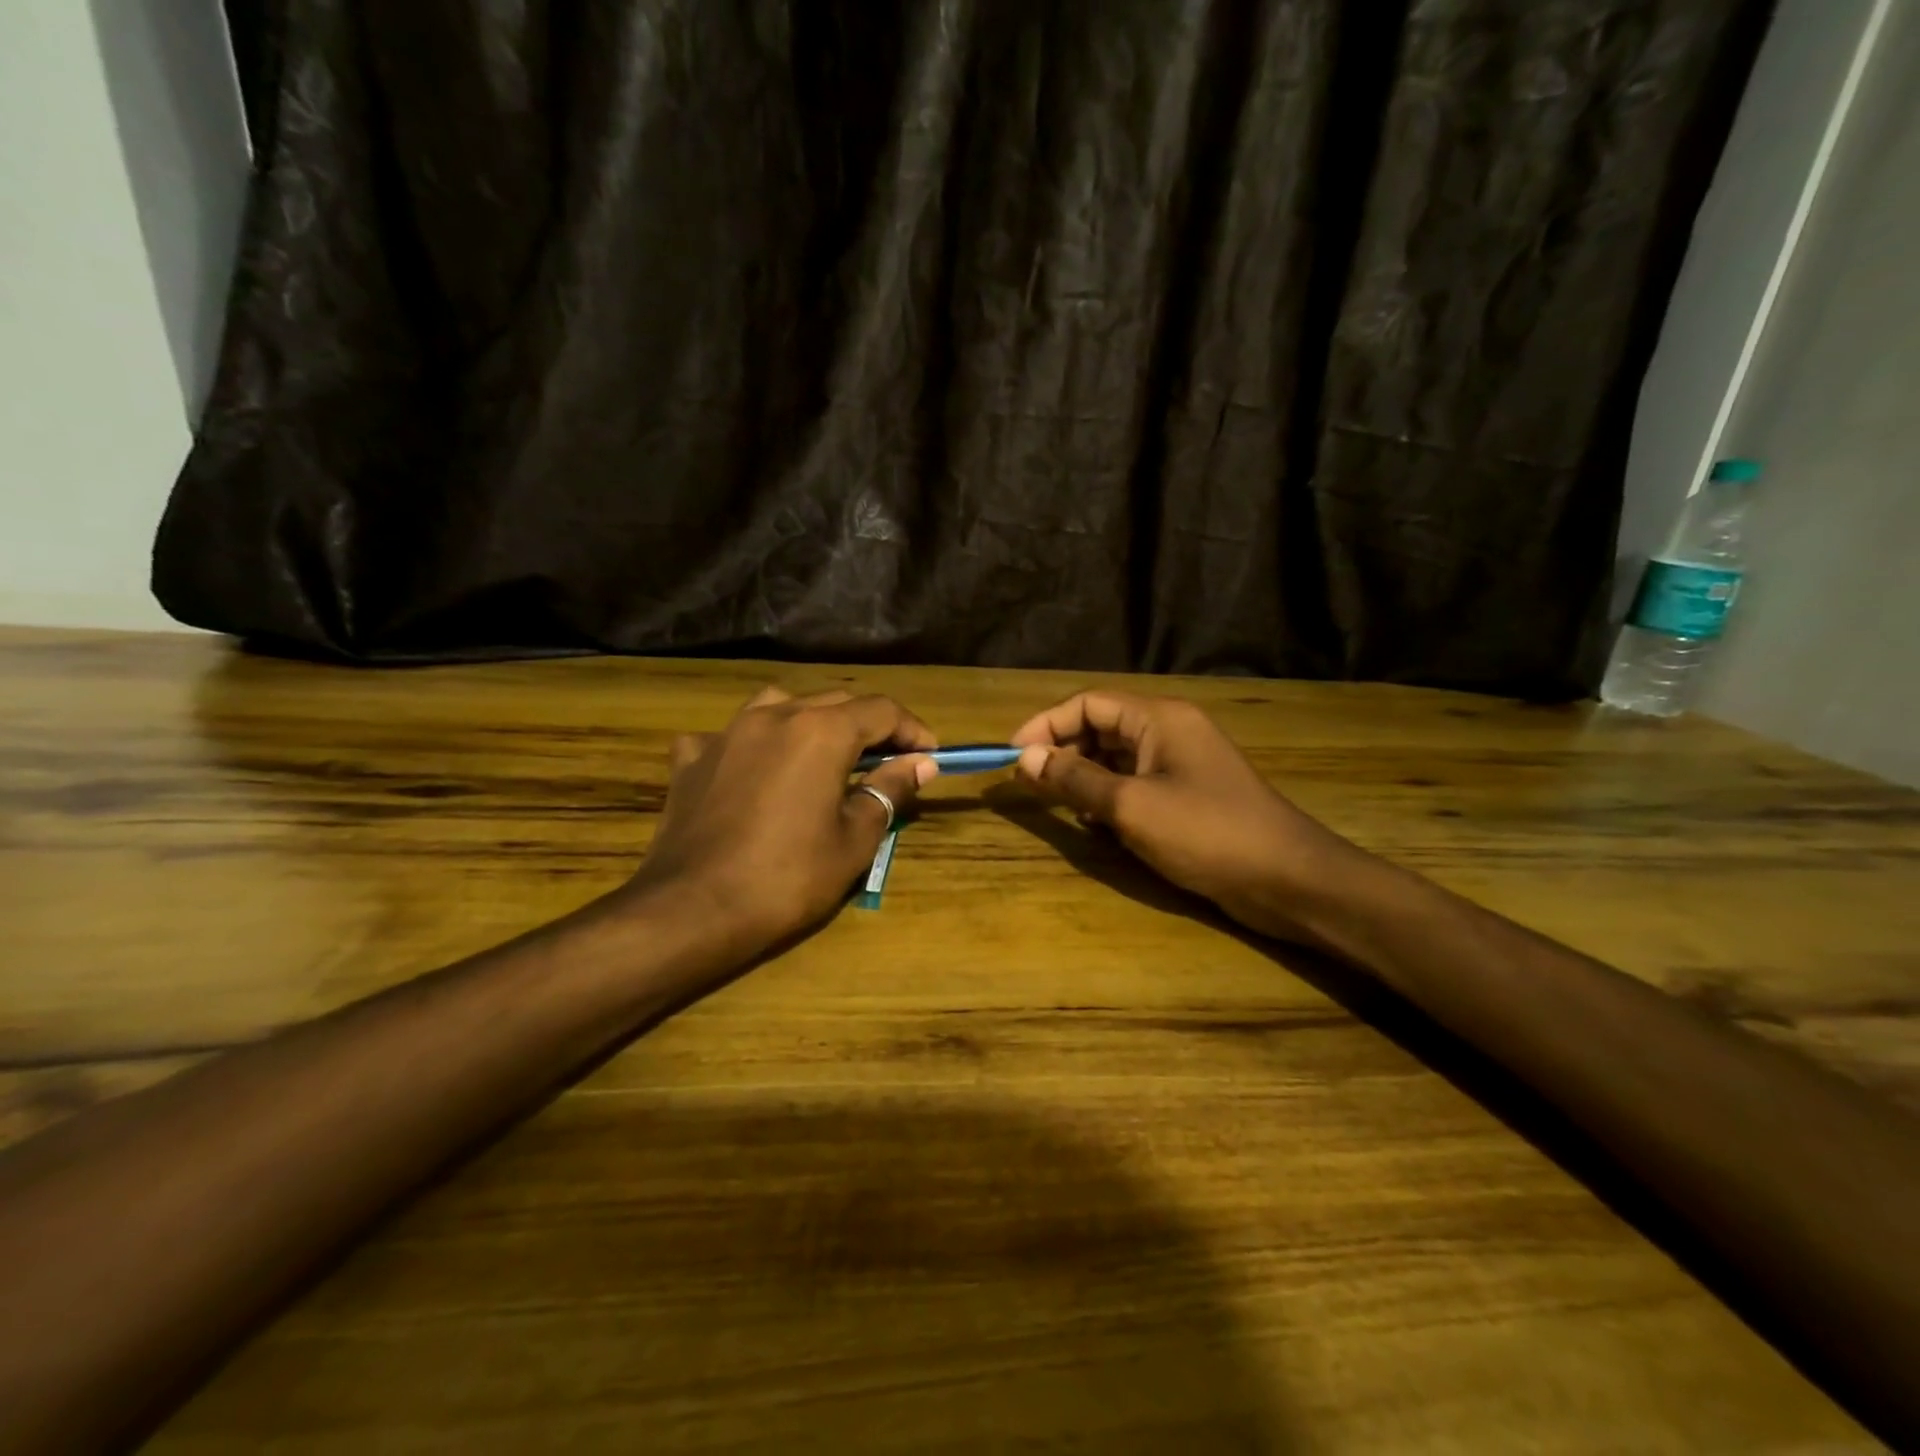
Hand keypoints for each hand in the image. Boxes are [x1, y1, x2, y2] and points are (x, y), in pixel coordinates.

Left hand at [621, 687, 937, 957]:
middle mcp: (774, 716)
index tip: (929, 756)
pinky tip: (751, 769)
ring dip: (810, 721)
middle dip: (869, 726)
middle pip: (835, 702)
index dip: (912, 730)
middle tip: (889, 761)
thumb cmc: (788, 878)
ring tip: (822, 754)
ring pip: (780, 705)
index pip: (881, 711)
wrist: (694, 910)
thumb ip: (889, 790)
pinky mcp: (691, 759)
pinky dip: (750, 745)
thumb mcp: (854, 839)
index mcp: (821, 732)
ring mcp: (726, 733)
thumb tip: (922, 764)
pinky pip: (727, 735)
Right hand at [1011, 692, 1376, 942]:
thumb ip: (1075, 779)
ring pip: (1116, 758)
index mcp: (1158, 718)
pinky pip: (1134, 784)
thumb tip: (1025, 758)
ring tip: (1056, 805)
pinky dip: (1109, 798)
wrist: (1287, 879)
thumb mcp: (1131, 806)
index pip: (1088, 704)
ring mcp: (1180, 764)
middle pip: (1101, 728)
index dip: (1045, 725)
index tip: (1012, 755)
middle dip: (1062, 752)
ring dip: (1083, 777)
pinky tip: (1095, 825)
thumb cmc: (1206, 833)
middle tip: (1028, 784)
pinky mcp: (1187, 795)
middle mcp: (1168, 731)